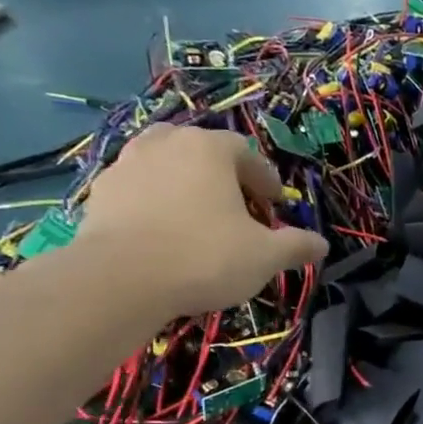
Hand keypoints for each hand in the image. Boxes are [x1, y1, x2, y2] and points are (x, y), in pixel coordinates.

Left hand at [76, 124, 327, 318]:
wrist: (120, 279)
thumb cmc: (205, 257)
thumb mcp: (265, 256)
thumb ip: (296, 246)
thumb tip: (322, 245)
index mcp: (209, 149)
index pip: (245, 152)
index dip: (264, 179)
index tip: (273, 206)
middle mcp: (166, 144)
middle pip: (201, 150)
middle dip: (221, 175)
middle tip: (235, 207)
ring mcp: (126, 165)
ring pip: (165, 165)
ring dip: (184, 185)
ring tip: (197, 218)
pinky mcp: (100, 192)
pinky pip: (138, 189)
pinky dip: (154, 203)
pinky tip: (164, 234)